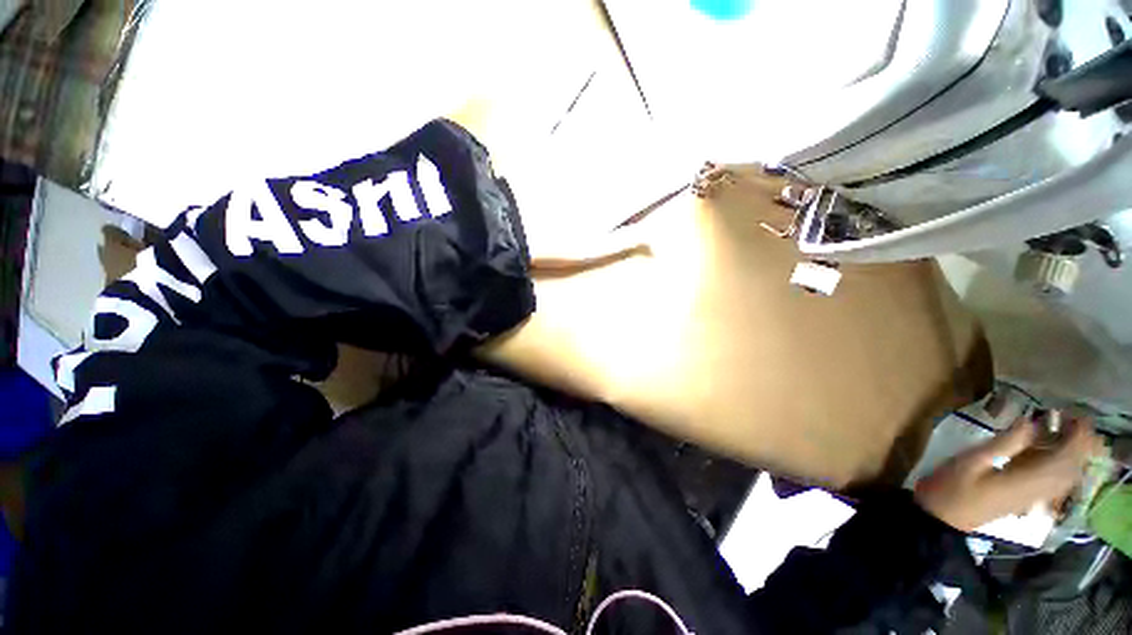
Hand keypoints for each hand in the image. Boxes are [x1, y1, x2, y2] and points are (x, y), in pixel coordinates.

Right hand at [914, 417, 1102, 531]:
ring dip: (1075, 454)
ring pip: (1067, 476)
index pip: (1065, 458)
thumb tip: (1031, 421)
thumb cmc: (952, 486)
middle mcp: (1039, 491)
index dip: (1076, 437)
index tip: (1075, 415)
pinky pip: (1056, 482)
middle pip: (1072, 468)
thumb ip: (1003, 443)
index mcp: (1027, 481)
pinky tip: (1054, 454)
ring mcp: (1034, 497)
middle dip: (1081, 444)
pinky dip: (1063, 466)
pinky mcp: (1027, 498)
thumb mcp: (971, 461)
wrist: (943, 519)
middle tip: (1073, 420)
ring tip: (1068, 432)